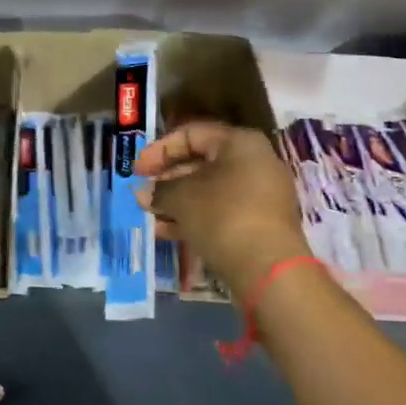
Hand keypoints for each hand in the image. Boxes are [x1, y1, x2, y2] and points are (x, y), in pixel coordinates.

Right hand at [137, 122, 312, 299]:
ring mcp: (261, 195)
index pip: (192, 134)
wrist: (268, 270)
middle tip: (142, 194)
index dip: (159, 149)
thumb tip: (142, 193)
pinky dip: (195, 217)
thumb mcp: (182, 198)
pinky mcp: (260, 224)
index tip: (137, 170)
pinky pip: (221, 211)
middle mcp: (255, 162)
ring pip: (209, 191)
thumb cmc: (222, 216)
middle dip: (167, 179)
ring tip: (149, 214)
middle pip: (201, 163)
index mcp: (240, 143)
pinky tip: (166, 232)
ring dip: (176, 201)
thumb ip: (159, 190)